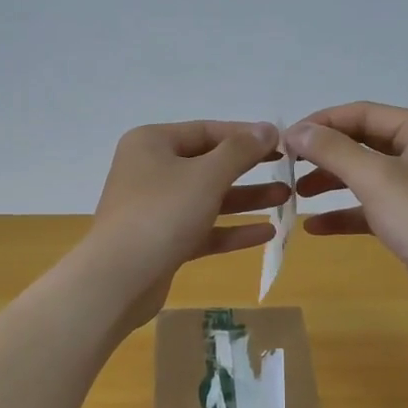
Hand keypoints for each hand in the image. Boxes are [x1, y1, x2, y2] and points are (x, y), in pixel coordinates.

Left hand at [85, 121, 287, 327]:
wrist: (119, 279)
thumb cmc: (163, 214)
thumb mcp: (207, 175)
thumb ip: (240, 150)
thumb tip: (267, 128)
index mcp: (152, 143)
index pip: (206, 131)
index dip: (246, 135)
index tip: (282, 143)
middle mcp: (150, 171)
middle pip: (208, 164)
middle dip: (249, 169)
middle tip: (288, 170)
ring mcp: (155, 209)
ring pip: (207, 198)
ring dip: (246, 199)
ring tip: (286, 198)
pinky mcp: (162, 242)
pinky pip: (202, 229)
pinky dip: (231, 230)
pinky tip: (267, 234)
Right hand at [286, 102, 407, 326]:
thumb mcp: (374, 177)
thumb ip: (332, 150)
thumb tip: (295, 131)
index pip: (363, 113)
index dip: (322, 123)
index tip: (287, 139)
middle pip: (363, 143)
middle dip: (325, 154)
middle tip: (288, 165)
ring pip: (365, 176)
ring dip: (330, 182)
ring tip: (296, 193)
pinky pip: (371, 207)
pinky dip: (344, 213)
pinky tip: (314, 227)